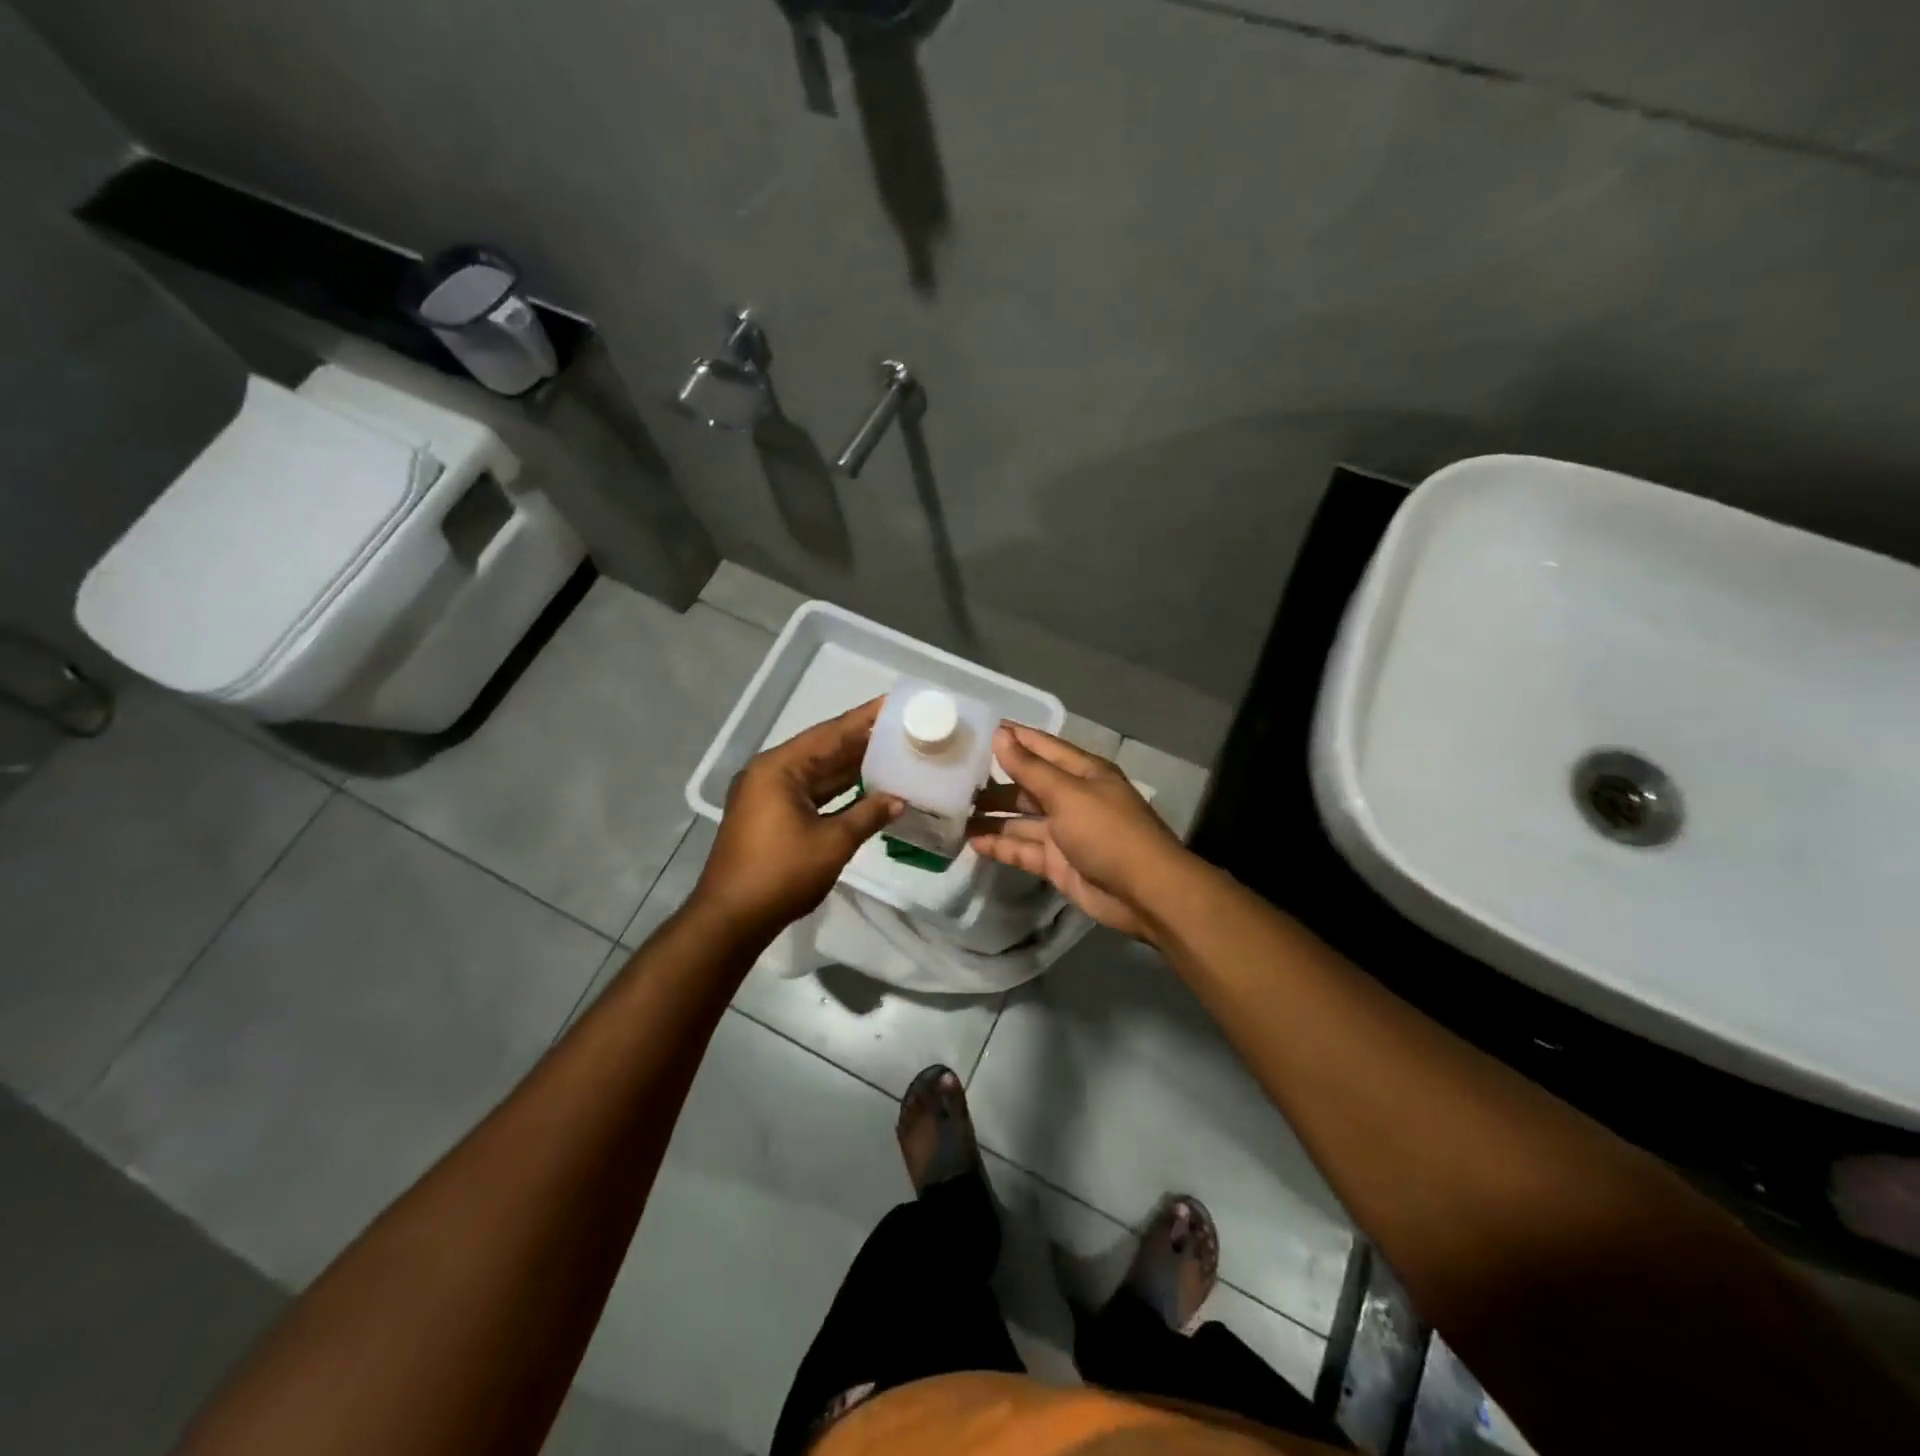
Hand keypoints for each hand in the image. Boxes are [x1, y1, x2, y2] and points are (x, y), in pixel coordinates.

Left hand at [691, 699, 900, 937]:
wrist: (732, 919)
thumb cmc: (781, 874)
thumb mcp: (832, 842)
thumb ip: (868, 815)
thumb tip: (900, 800)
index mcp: (779, 768)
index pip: (829, 734)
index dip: (863, 720)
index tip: (891, 704)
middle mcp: (770, 773)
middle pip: (823, 750)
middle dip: (861, 742)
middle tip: (901, 730)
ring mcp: (768, 796)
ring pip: (818, 773)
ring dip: (851, 767)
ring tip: (892, 754)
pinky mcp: (771, 816)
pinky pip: (810, 793)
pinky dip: (838, 791)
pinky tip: (868, 789)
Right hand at [969, 724, 1186, 941]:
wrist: (1143, 892)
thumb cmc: (1107, 831)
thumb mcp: (1067, 794)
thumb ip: (1029, 768)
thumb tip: (1000, 734)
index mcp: (1083, 773)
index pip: (1042, 747)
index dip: (1013, 737)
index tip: (978, 729)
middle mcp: (1072, 798)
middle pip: (1028, 784)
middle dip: (995, 780)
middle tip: (953, 776)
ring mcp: (1064, 832)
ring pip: (1021, 819)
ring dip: (992, 815)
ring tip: (953, 811)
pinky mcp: (1057, 863)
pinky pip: (1023, 849)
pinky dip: (1000, 846)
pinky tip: (972, 842)